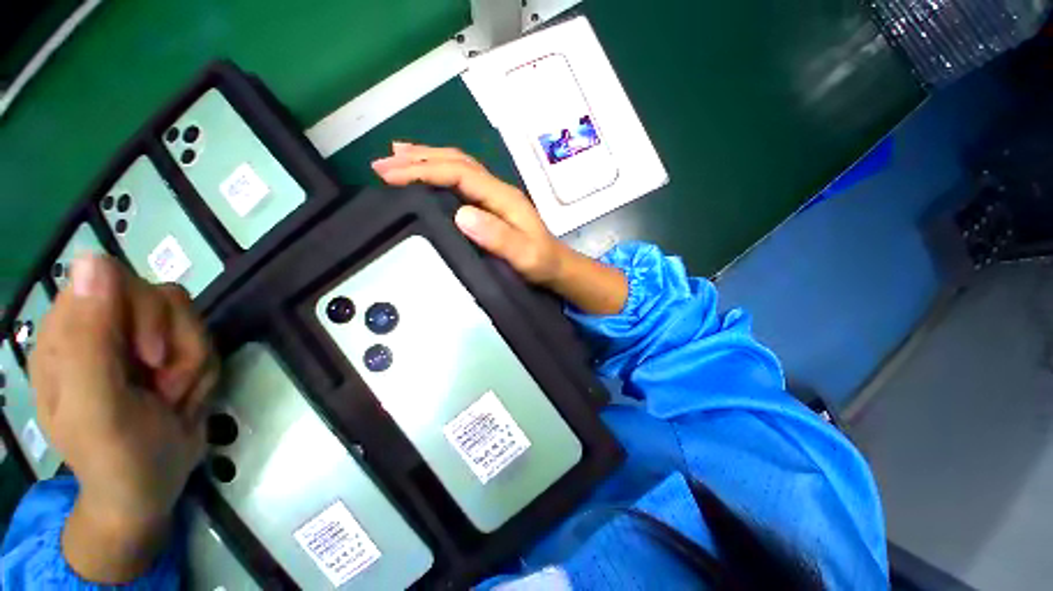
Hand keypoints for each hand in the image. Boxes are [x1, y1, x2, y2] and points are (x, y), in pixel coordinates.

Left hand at [29, 255, 217, 582]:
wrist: (150, 489)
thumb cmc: (115, 457)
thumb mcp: (95, 406)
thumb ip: (88, 337)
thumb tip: (93, 260)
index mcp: (66, 335)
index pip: (110, 278)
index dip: (141, 310)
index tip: (150, 357)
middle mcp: (99, 328)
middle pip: (158, 295)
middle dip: (176, 341)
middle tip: (163, 384)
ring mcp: (135, 341)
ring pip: (188, 316)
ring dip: (193, 359)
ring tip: (172, 396)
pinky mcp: (167, 353)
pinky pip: (202, 339)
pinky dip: (203, 369)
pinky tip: (183, 396)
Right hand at [371, 142, 567, 284]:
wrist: (556, 267)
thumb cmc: (541, 263)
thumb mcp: (524, 256)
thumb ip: (499, 237)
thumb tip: (461, 214)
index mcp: (503, 197)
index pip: (459, 174)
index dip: (425, 170)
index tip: (391, 175)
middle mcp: (497, 189)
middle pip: (456, 163)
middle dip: (418, 159)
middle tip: (382, 164)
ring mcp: (494, 195)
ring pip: (458, 166)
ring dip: (426, 159)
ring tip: (395, 157)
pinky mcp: (491, 204)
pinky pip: (461, 180)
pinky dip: (439, 172)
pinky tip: (426, 175)